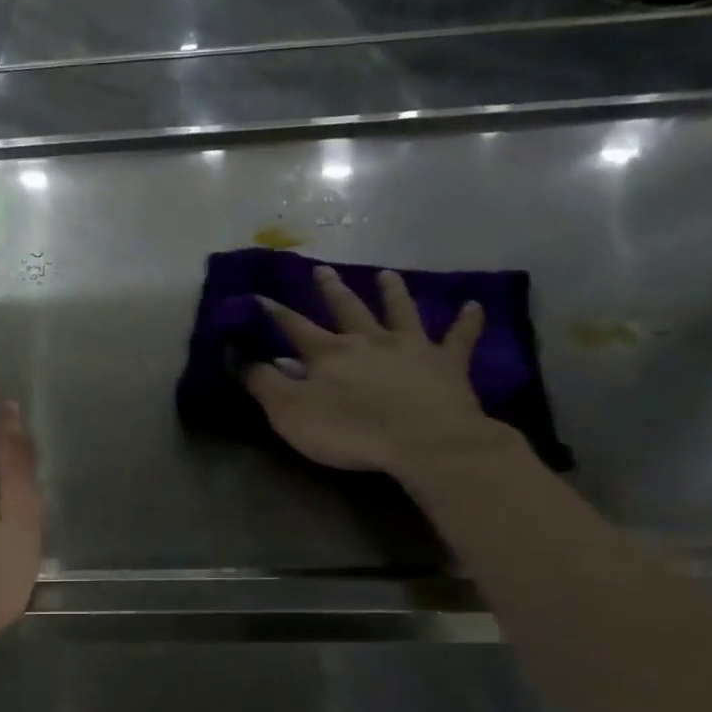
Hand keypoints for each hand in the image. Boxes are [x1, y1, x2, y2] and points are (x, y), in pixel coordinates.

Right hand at [246, 264, 521, 485]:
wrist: (424, 442)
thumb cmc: (351, 431)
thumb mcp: (290, 412)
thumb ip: (262, 383)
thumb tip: (236, 354)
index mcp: (328, 353)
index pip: (293, 327)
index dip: (274, 312)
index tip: (258, 296)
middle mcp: (367, 340)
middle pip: (346, 308)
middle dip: (330, 289)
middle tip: (322, 269)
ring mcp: (410, 347)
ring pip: (399, 311)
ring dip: (392, 292)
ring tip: (387, 274)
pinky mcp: (446, 364)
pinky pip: (459, 338)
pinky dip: (467, 322)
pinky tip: (475, 305)